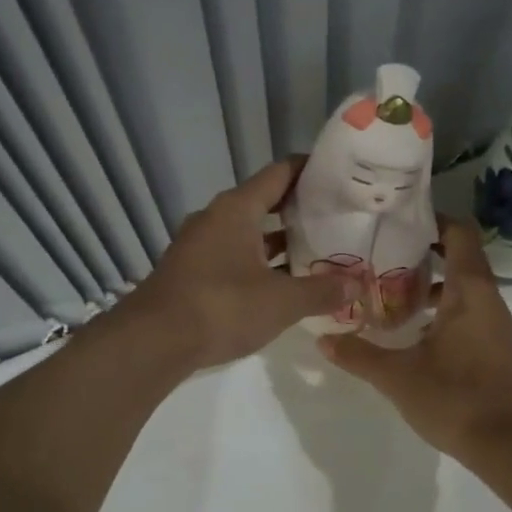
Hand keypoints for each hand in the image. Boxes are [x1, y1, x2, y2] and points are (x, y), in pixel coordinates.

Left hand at [127, 159, 357, 370]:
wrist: (153, 342)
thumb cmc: (221, 307)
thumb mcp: (281, 301)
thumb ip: (322, 290)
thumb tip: (358, 282)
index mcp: (236, 209)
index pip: (280, 173)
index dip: (310, 169)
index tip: (339, 174)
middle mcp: (216, 218)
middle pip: (264, 201)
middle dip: (300, 209)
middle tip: (338, 216)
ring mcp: (200, 245)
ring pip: (248, 232)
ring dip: (279, 240)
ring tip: (318, 249)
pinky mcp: (192, 272)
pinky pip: (234, 256)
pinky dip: (260, 262)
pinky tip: (283, 282)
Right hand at [320, 218, 511, 460]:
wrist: (508, 446)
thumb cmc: (455, 399)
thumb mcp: (397, 377)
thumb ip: (359, 355)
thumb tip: (323, 340)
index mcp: (469, 290)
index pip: (459, 233)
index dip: (432, 219)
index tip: (397, 218)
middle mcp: (487, 298)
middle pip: (459, 255)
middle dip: (422, 249)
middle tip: (380, 250)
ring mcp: (494, 322)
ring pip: (462, 284)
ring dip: (430, 280)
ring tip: (389, 287)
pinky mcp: (494, 344)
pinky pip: (467, 308)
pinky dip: (442, 306)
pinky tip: (412, 327)